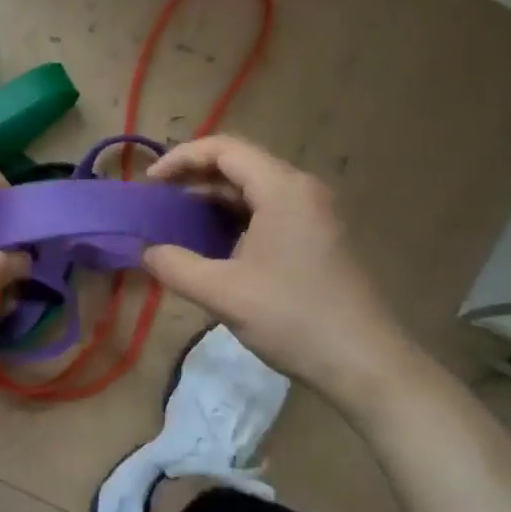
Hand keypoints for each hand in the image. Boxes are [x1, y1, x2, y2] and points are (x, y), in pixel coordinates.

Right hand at [143, 136, 420, 407]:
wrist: (364, 362)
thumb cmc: (292, 317)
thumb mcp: (222, 292)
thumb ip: (175, 266)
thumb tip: (146, 251)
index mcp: (283, 189)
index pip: (224, 149)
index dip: (180, 158)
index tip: (149, 183)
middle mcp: (302, 190)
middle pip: (240, 165)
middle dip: (194, 179)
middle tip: (159, 203)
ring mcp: (315, 214)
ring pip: (254, 190)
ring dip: (214, 201)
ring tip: (178, 224)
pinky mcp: (319, 238)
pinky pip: (269, 212)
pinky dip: (235, 220)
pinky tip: (214, 247)